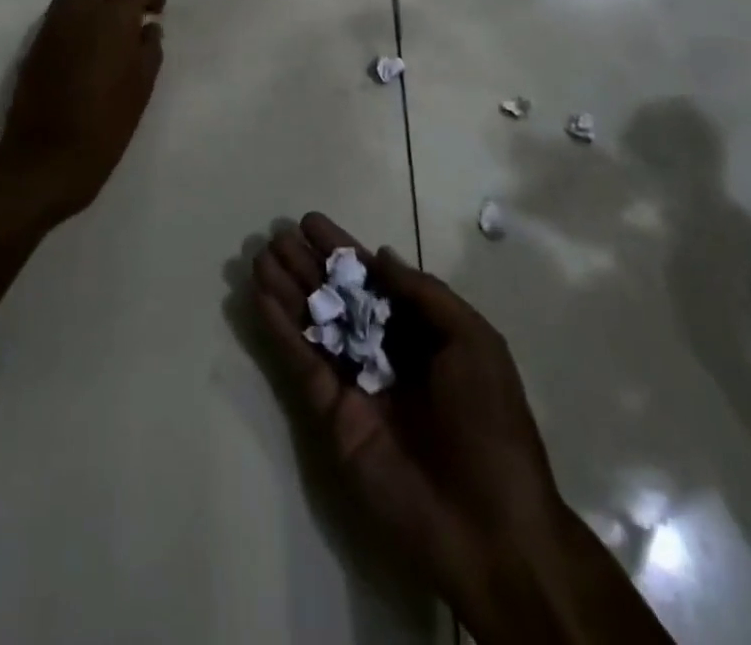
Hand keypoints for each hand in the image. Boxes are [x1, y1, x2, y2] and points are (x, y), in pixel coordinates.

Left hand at [0, 0, 165, 228]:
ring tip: (109, 34)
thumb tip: (148, 29)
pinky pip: (59, 16)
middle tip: (131, 14)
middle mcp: (78, 12)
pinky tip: (87, 51)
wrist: (44, 158)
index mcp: (111, 18)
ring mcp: (51, 26)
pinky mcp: (34, 45)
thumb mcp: (141, 89)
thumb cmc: (105, 126)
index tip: (156, 12)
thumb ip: (148, 50)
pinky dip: (76, 20)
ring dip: (93, 1)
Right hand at [251, 214, 584, 641]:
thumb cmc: (490, 423)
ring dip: (287, 290)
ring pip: (315, 324)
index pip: (374, 280)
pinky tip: (262, 297)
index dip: (342, 250)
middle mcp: (385, 352)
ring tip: (260, 256)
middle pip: (338, 298)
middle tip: (276, 235)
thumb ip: (424, 294)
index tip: (310, 222)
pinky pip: (302, 363)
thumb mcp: (473, 342)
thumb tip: (380, 255)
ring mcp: (356, 383)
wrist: (489, 527)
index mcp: (422, 333)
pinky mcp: (332, 415)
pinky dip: (281, 330)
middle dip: (308, 265)